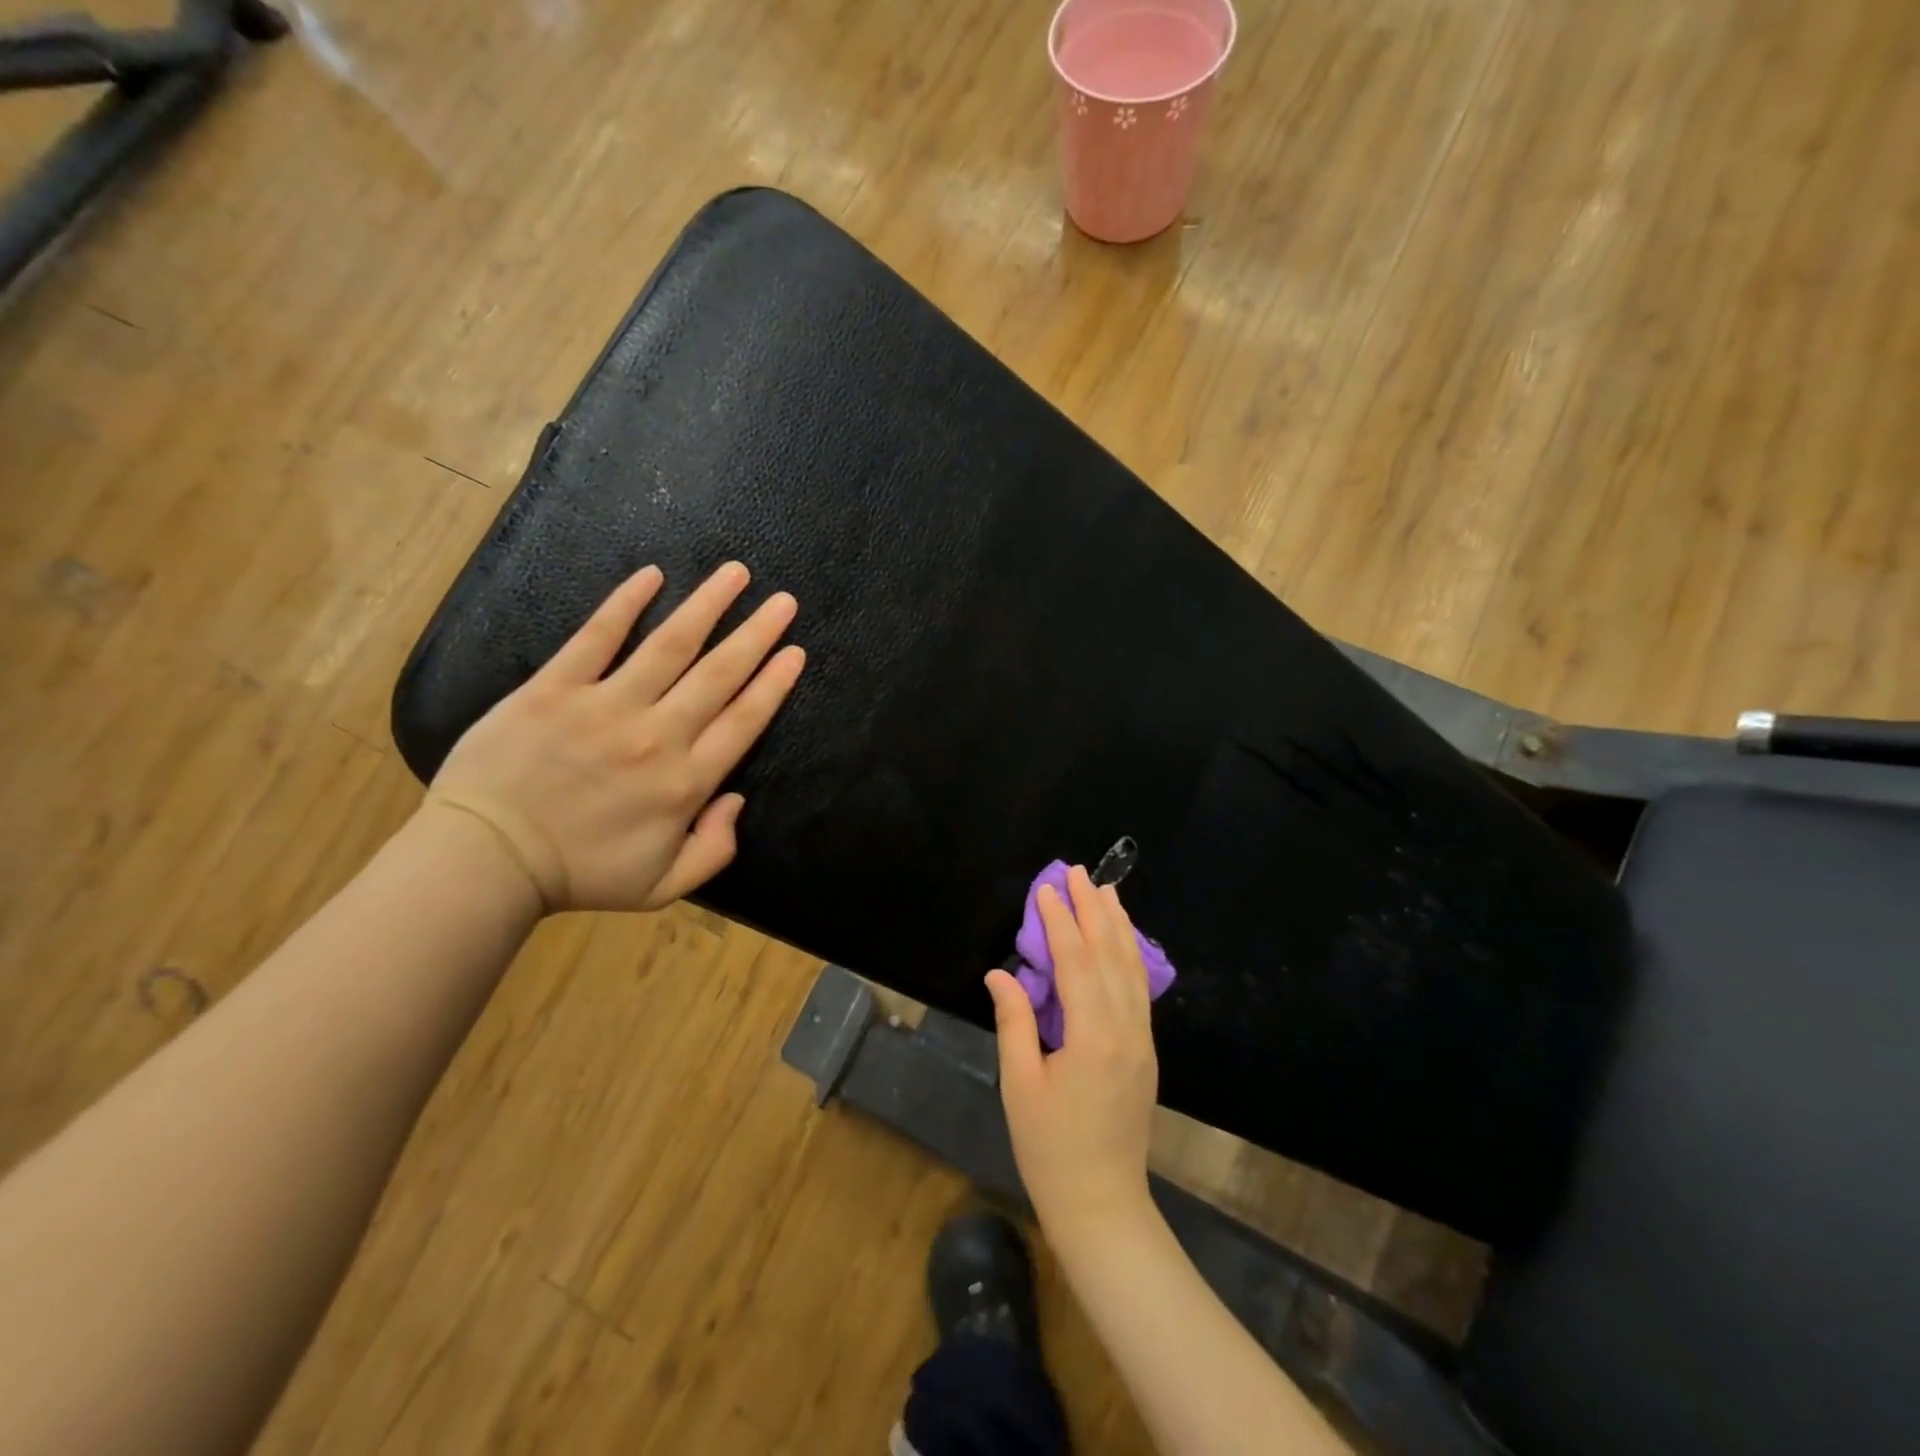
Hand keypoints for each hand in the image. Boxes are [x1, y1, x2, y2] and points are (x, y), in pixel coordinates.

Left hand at [426, 562, 804, 913]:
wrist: (486, 861)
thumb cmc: (580, 875)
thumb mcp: (664, 886)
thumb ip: (715, 848)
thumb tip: (736, 800)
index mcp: (686, 782)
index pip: (744, 720)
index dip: (774, 683)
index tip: (794, 651)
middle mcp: (657, 735)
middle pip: (719, 674)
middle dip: (757, 634)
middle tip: (784, 601)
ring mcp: (605, 706)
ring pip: (669, 645)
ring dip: (707, 606)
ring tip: (736, 574)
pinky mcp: (555, 689)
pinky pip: (596, 637)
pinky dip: (625, 604)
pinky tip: (652, 575)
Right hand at [986, 864, 1159, 1242]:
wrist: (1102, 1203)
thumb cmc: (1050, 1147)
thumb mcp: (1020, 1084)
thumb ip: (1014, 1021)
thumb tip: (1000, 973)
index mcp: (1093, 1036)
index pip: (1076, 962)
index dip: (1060, 921)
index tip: (1047, 887)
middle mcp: (1125, 1029)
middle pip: (1110, 955)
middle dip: (1093, 909)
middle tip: (1078, 871)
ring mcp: (1141, 1039)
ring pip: (1131, 968)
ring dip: (1117, 925)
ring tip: (1106, 890)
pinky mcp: (1145, 1050)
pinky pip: (1138, 989)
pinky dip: (1130, 954)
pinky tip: (1122, 940)